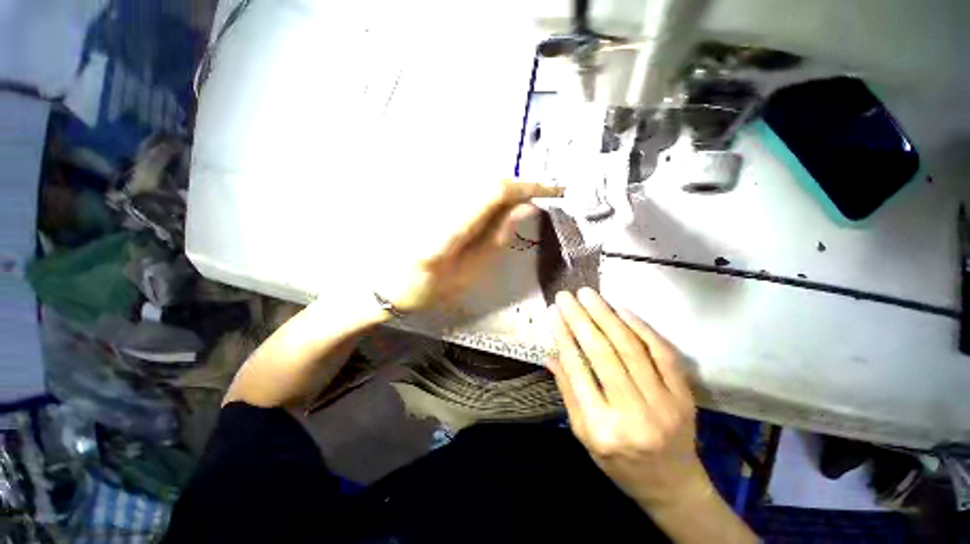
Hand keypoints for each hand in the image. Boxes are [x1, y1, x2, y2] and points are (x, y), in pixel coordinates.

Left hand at [376, 178, 560, 312]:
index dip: (524, 186)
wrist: (385, 284)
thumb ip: (496, 240)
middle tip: (536, 201)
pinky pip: (466, 187)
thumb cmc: (427, 289)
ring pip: (477, 181)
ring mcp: (427, 196)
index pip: (492, 191)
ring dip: (503, 191)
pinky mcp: (426, 195)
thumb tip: (525, 209)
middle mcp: (434, 204)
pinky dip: (487, 195)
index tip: (551, 190)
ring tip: (516, 208)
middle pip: (486, 180)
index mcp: (444, 232)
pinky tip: (492, 210)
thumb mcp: (467, 274)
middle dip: (517, 188)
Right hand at [547, 288, 711, 509]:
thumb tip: (551, 355)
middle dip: (582, 319)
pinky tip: (622, 310)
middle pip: (603, 354)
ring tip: (589, 295)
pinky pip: (662, 353)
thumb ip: (568, 392)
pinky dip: (641, 327)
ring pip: (631, 348)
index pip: (578, 370)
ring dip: (607, 316)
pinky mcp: (684, 395)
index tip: (554, 312)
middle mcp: (633, 414)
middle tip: (567, 296)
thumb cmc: (620, 463)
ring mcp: (663, 402)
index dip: (564, 336)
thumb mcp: (584, 435)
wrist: (672, 485)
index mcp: (601, 428)